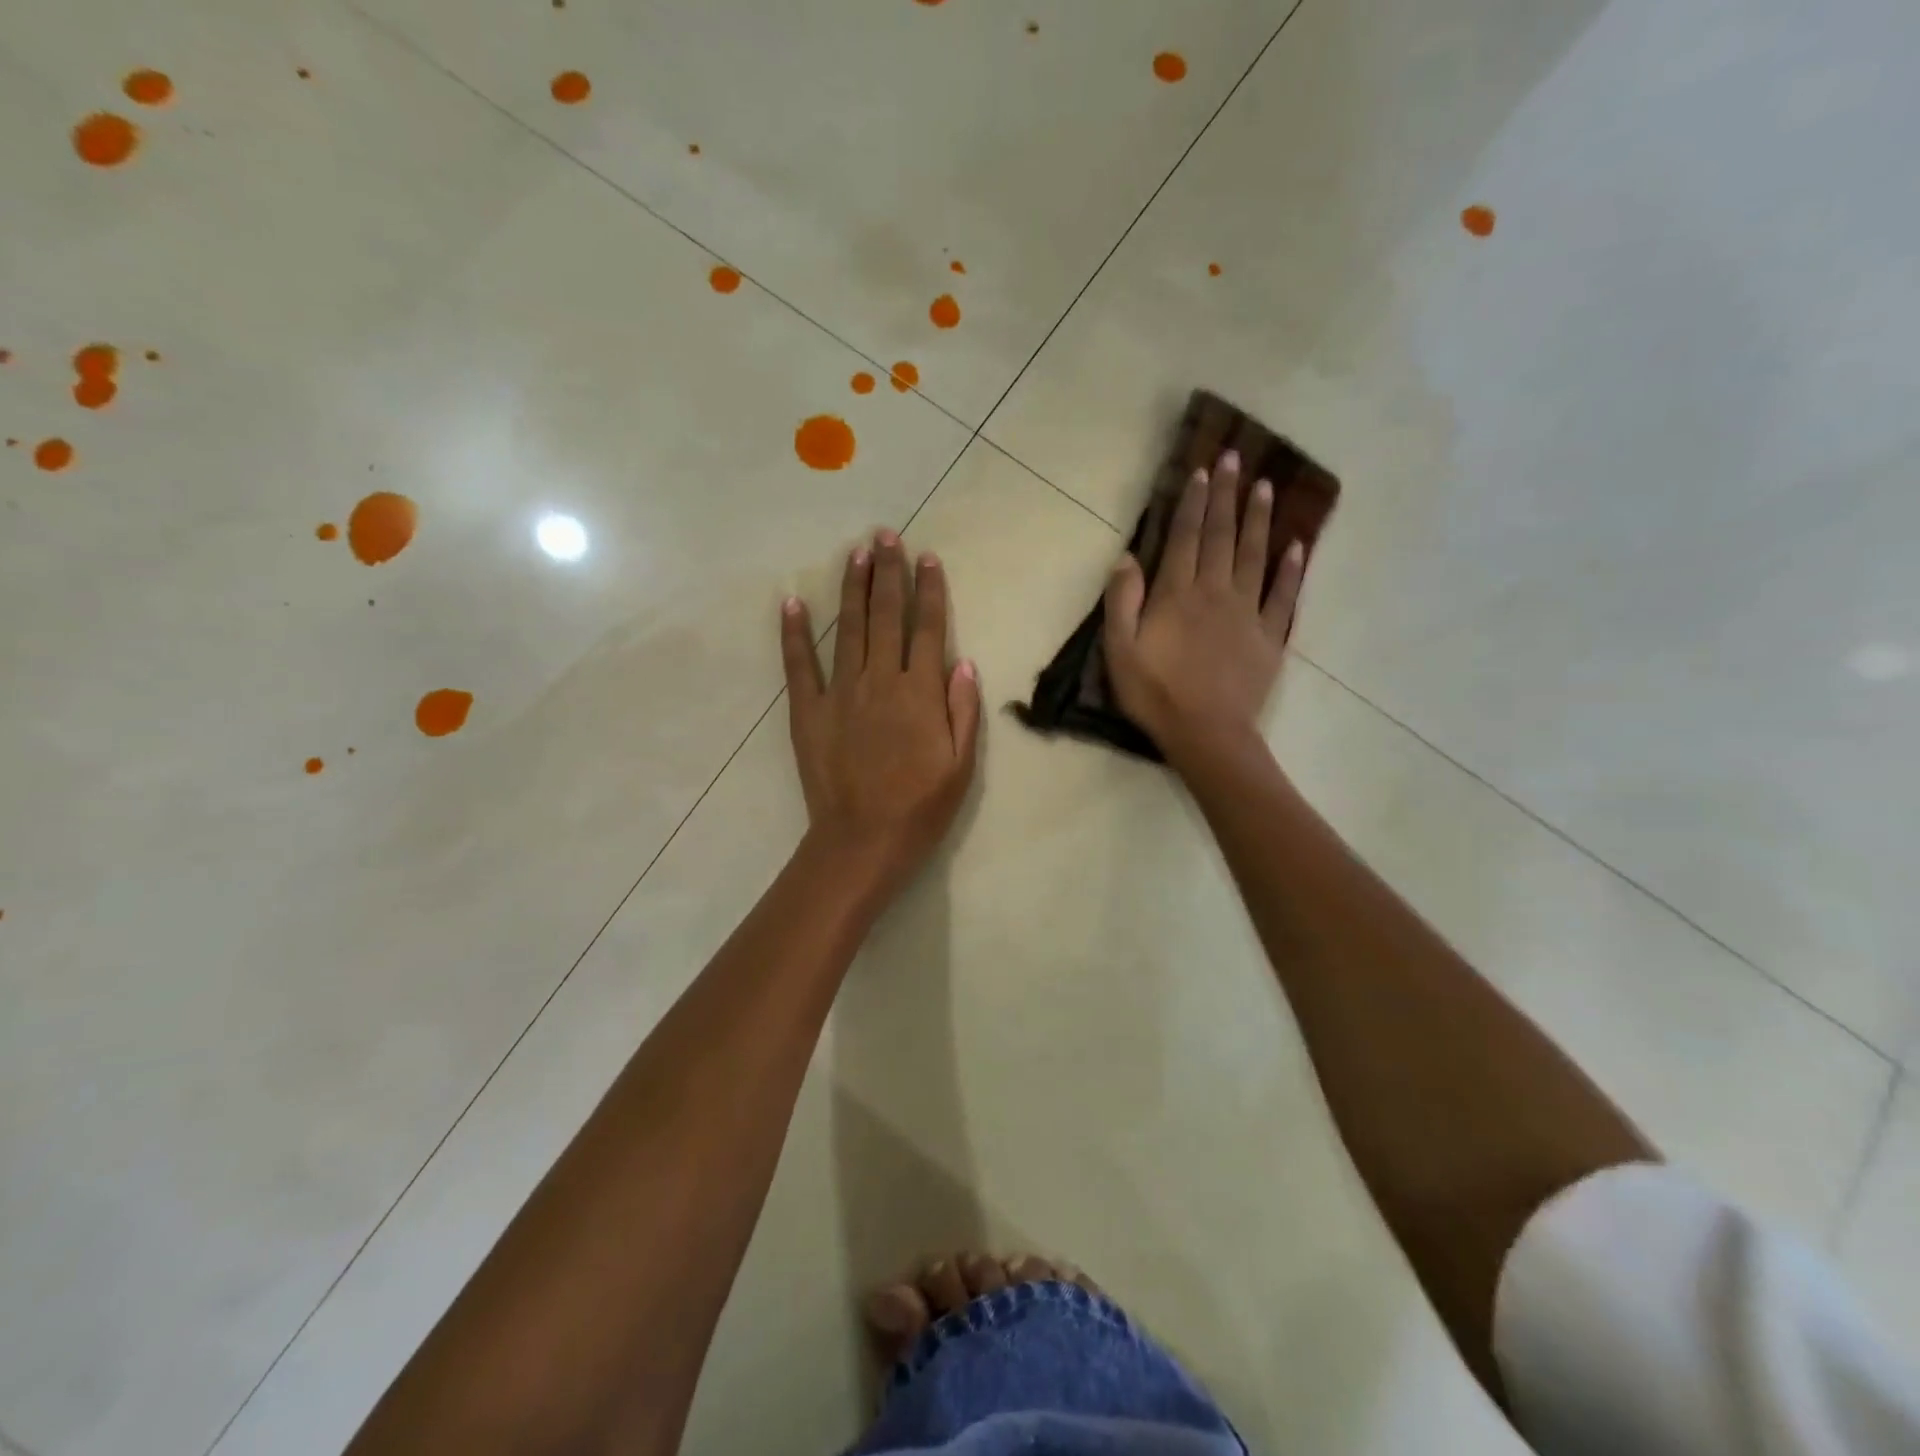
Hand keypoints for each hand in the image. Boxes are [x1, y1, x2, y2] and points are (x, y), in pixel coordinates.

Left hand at [781, 529, 981, 900]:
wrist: (862, 840)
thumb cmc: (920, 807)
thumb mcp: (961, 765)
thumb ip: (962, 711)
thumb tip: (963, 663)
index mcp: (919, 693)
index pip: (927, 629)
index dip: (929, 590)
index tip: (928, 558)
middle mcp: (880, 680)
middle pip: (887, 616)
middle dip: (888, 572)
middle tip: (886, 535)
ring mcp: (840, 692)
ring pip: (849, 628)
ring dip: (853, 588)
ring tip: (855, 552)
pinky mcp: (808, 710)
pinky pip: (800, 664)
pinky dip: (795, 632)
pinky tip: (792, 602)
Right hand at [1102, 449, 1305, 769]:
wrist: (1206, 734)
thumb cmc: (1155, 694)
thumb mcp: (1119, 650)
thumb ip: (1122, 601)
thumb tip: (1127, 557)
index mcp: (1177, 594)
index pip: (1186, 537)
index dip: (1194, 503)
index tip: (1203, 471)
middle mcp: (1215, 592)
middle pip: (1223, 536)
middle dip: (1228, 496)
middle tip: (1236, 459)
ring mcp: (1248, 614)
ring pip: (1255, 557)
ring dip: (1260, 520)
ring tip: (1267, 488)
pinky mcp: (1269, 638)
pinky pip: (1283, 597)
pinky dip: (1291, 571)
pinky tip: (1297, 547)